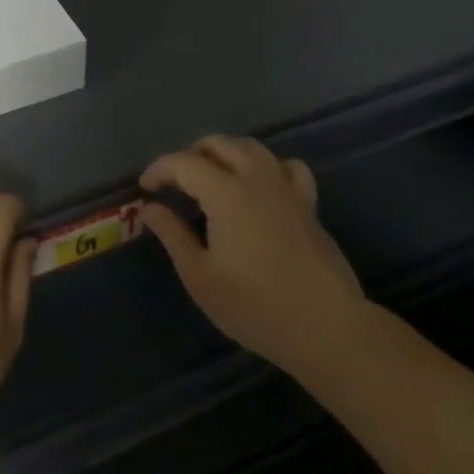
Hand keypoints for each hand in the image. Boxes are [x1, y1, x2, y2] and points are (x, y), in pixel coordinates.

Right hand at [140, 135, 367, 375]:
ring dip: (225, 152)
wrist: (328, 329)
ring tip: (211, 175)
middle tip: (175, 182)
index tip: (146, 189)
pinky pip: (286, 166)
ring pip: (252, 147)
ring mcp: (286, 188)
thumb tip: (149, 208)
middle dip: (190, 155)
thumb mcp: (201, 277)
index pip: (183, 163)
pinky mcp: (308, 204)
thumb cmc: (256, 306)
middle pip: (218, 144)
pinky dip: (267, 165)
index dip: (159, 169)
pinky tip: (260, 185)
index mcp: (226, 193)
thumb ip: (172, 236)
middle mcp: (256, 178)